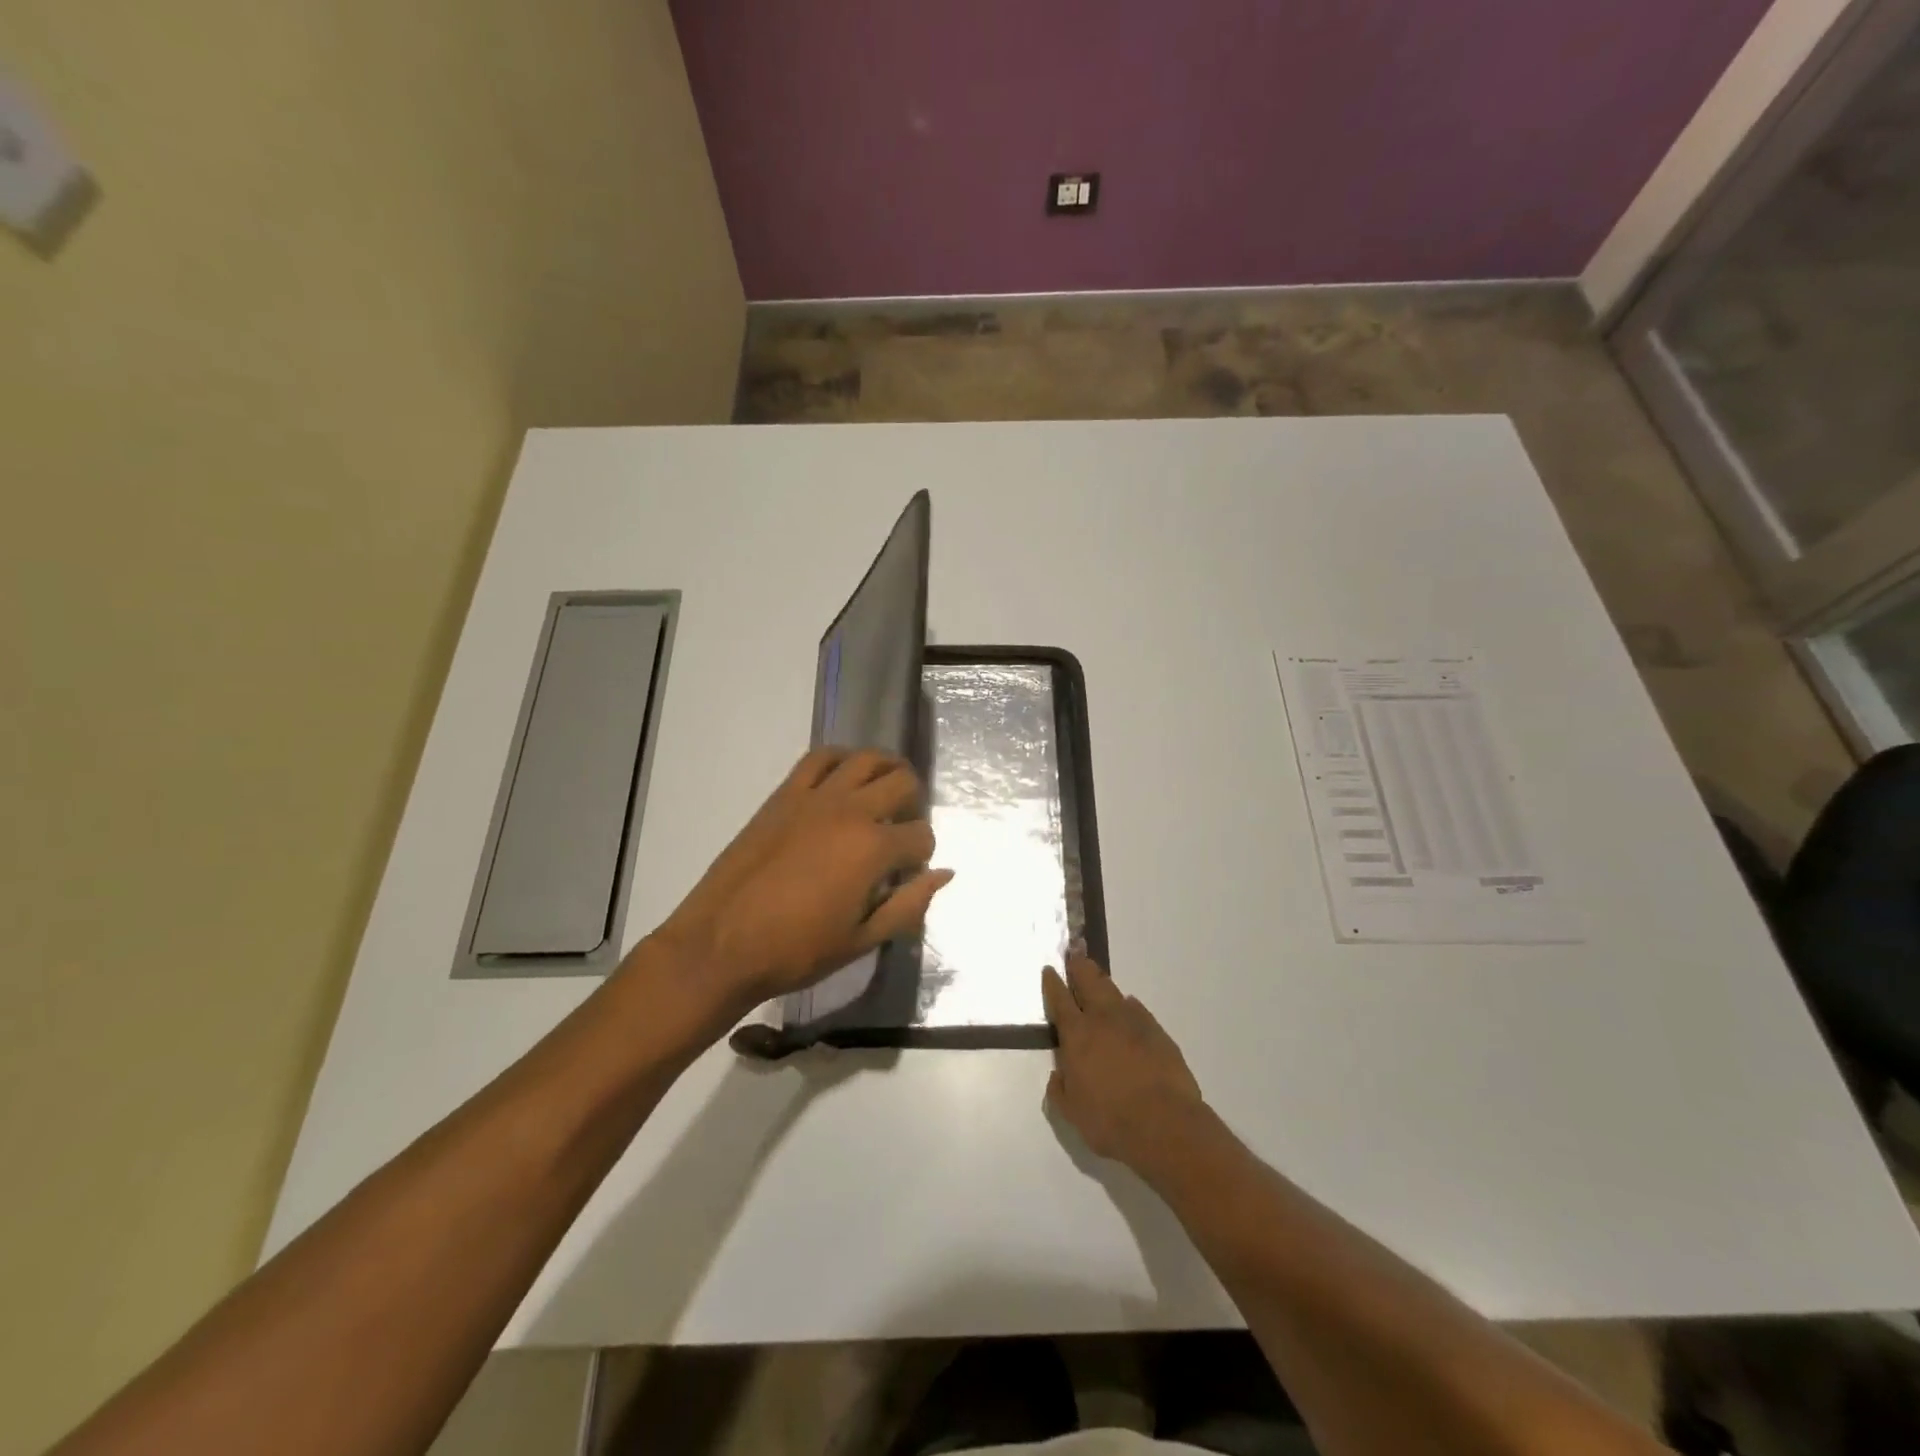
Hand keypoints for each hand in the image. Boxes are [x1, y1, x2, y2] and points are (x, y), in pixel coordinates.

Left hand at [651, 748, 952, 1018]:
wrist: (721, 944)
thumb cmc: (796, 950)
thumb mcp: (862, 940)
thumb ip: (909, 905)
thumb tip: (944, 874)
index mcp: (873, 848)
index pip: (921, 835)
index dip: (922, 854)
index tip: (908, 873)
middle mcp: (850, 810)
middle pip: (902, 782)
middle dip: (913, 803)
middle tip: (902, 827)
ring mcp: (815, 796)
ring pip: (866, 758)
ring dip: (886, 768)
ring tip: (885, 789)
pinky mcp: (784, 794)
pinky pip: (819, 757)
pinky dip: (841, 758)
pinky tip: (844, 775)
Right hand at [1043, 956, 1206, 1167]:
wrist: (1165, 1124)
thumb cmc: (1109, 1120)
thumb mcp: (1072, 1112)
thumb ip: (1060, 1090)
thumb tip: (1058, 1075)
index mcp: (1077, 1034)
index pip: (1059, 999)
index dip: (1052, 983)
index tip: (1049, 969)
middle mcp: (1103, 1019)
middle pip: (1089, 980)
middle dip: (1079, 967)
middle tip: (1075, 956)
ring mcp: (1134, 1022)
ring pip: (1114, 991)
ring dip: (1103, 984)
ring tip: (1099, 982)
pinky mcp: (1158, 1032)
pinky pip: (1138, 1011)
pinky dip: (1129, 1008)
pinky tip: (1129, 1013)